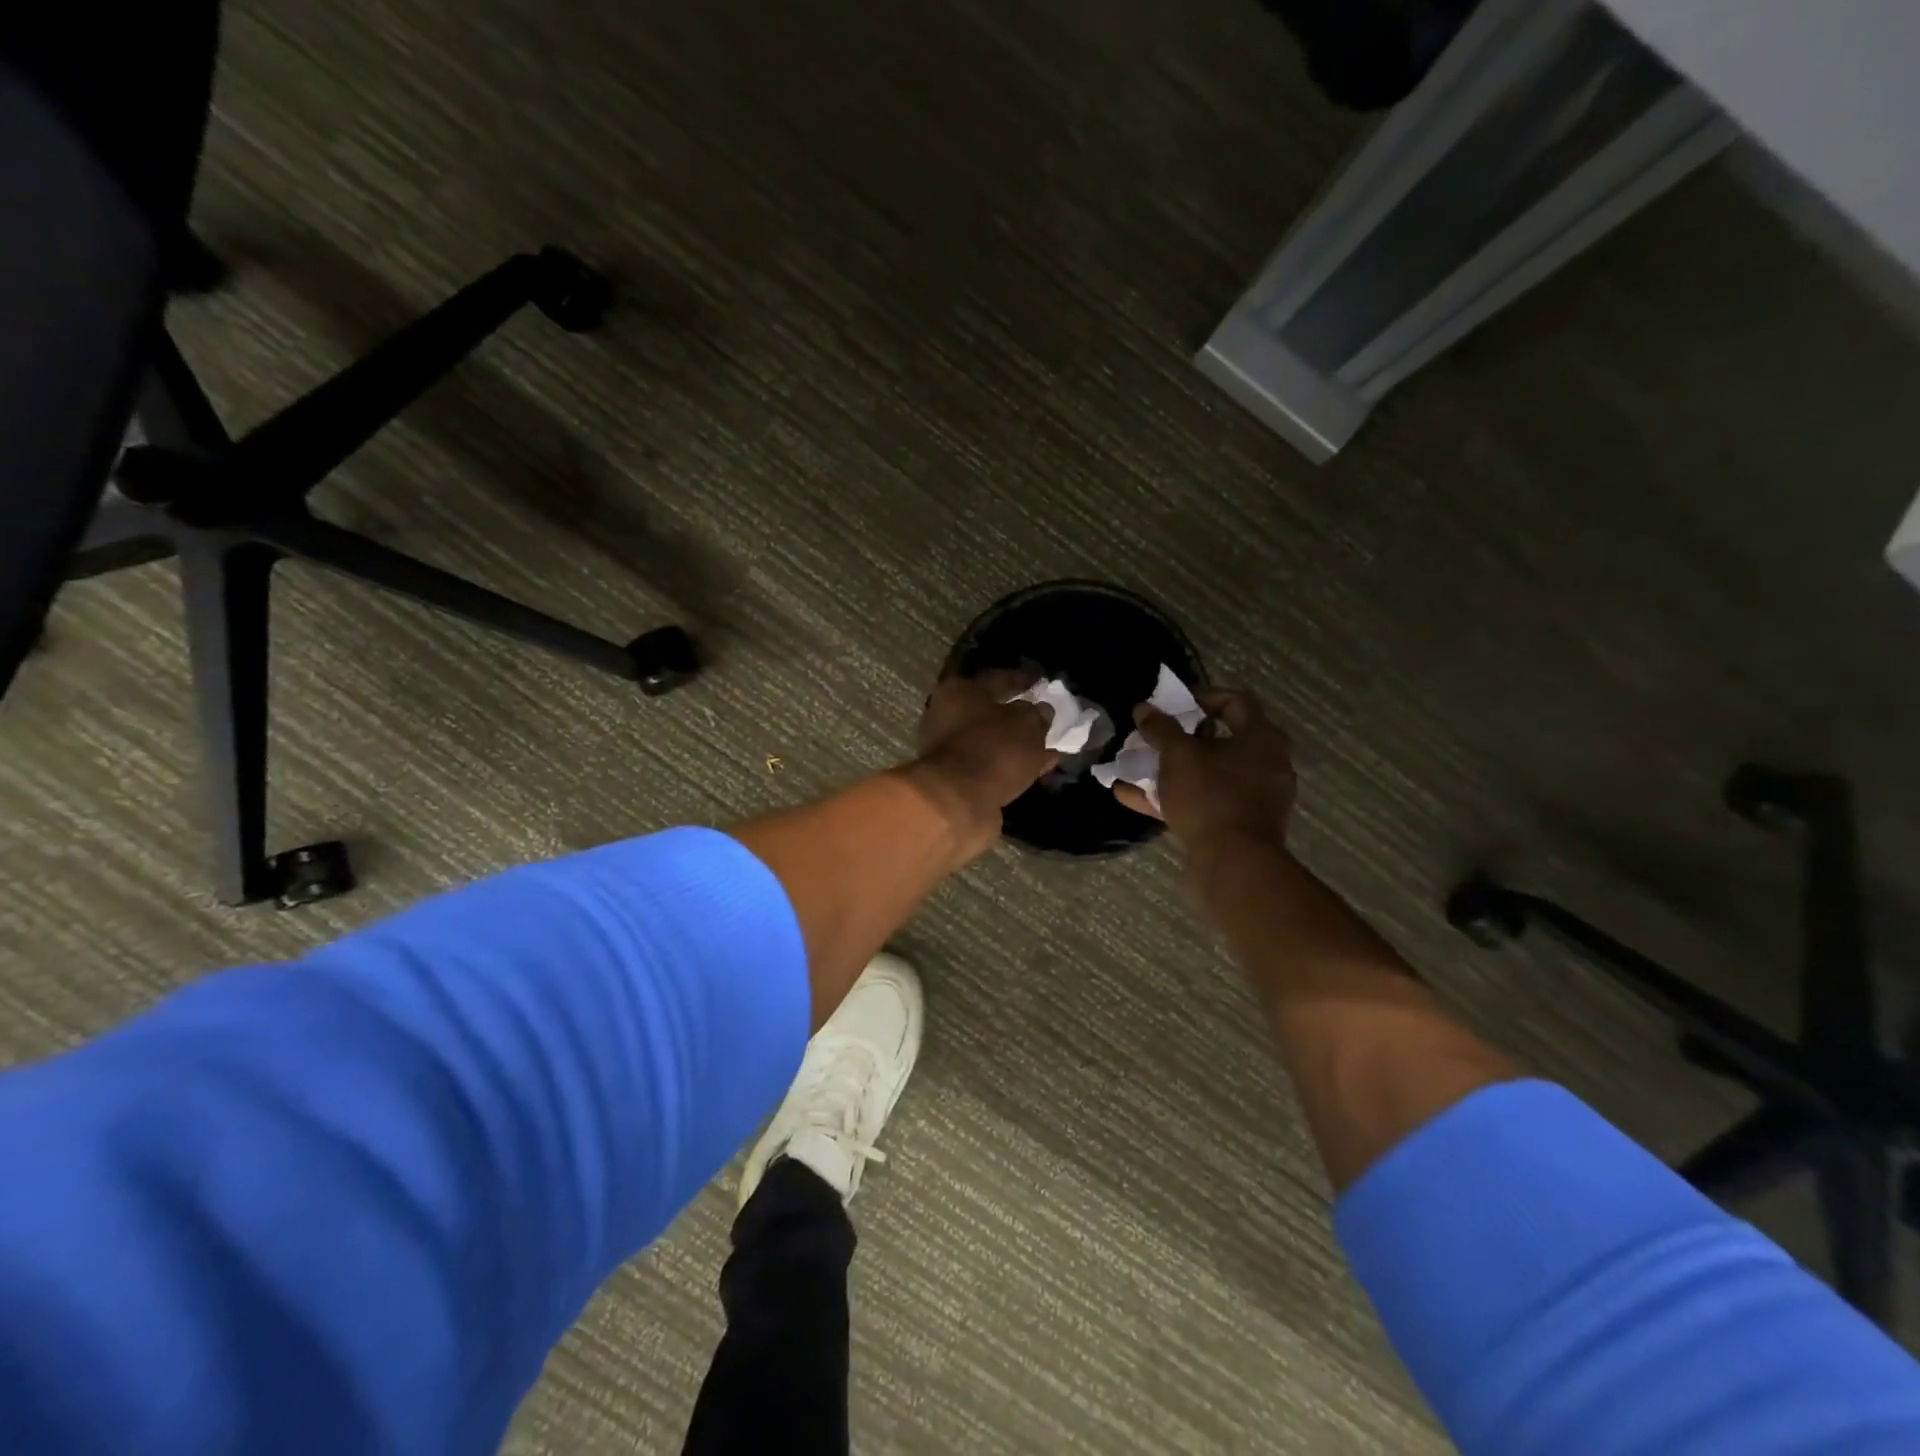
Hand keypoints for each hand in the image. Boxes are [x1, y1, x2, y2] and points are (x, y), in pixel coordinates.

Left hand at [906, 669, 1058, 846]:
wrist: (958, 802)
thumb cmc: (992, 749)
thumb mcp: (1027, 724)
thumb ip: (1037, 714)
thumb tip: (1041, 712)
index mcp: (959, 691)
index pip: (996, 678)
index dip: (1022, 680)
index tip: (1042, 684)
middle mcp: (947, 716)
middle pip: (990, 711)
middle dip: (1019, 716)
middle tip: (1046, 719)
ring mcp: (950, 750)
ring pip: (993, 741)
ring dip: (1018, 744)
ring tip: (1049, 747)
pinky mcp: (957, 779)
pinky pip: (993, 765)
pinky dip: (1013, 766)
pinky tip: (1040, 769)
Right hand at [1113, 688, 1294, 852]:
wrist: (1234, 863)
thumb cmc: (1210, 796)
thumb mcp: (1177, 756)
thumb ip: (1160, 729)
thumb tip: (1143, 708)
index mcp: (1261, 738)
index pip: (1235, 701)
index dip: (1202, 696)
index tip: (1172, 704)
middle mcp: (1266, 764)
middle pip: (1221, 740)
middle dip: (1181, 738)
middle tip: (1155, 736)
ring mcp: (1255, 797)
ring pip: (1209, 774)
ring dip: (1172, 770)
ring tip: (1136, 768)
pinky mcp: (1241, 825)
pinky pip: (1205, 802)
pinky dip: (1174, 797)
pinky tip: (1133, 797)